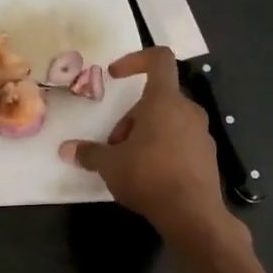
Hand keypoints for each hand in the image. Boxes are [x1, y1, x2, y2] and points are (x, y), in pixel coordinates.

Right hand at [58, 47, 225, 239]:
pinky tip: (150, 176)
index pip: (159, 59)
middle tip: (114, 146)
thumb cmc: (149, 176)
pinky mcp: (207, 155)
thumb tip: (66, 150)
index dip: (135, 59)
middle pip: (156, 99)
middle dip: (130, 118)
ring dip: (145, 134)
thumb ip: (89, 153)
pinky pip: (180, 141)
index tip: (115, 75)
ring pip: (168, 121)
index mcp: (164, 101)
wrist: (192, 214)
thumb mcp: (110, 165)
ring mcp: (201, 133)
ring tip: (129, 164)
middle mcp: (187, 110)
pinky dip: (162, 149)